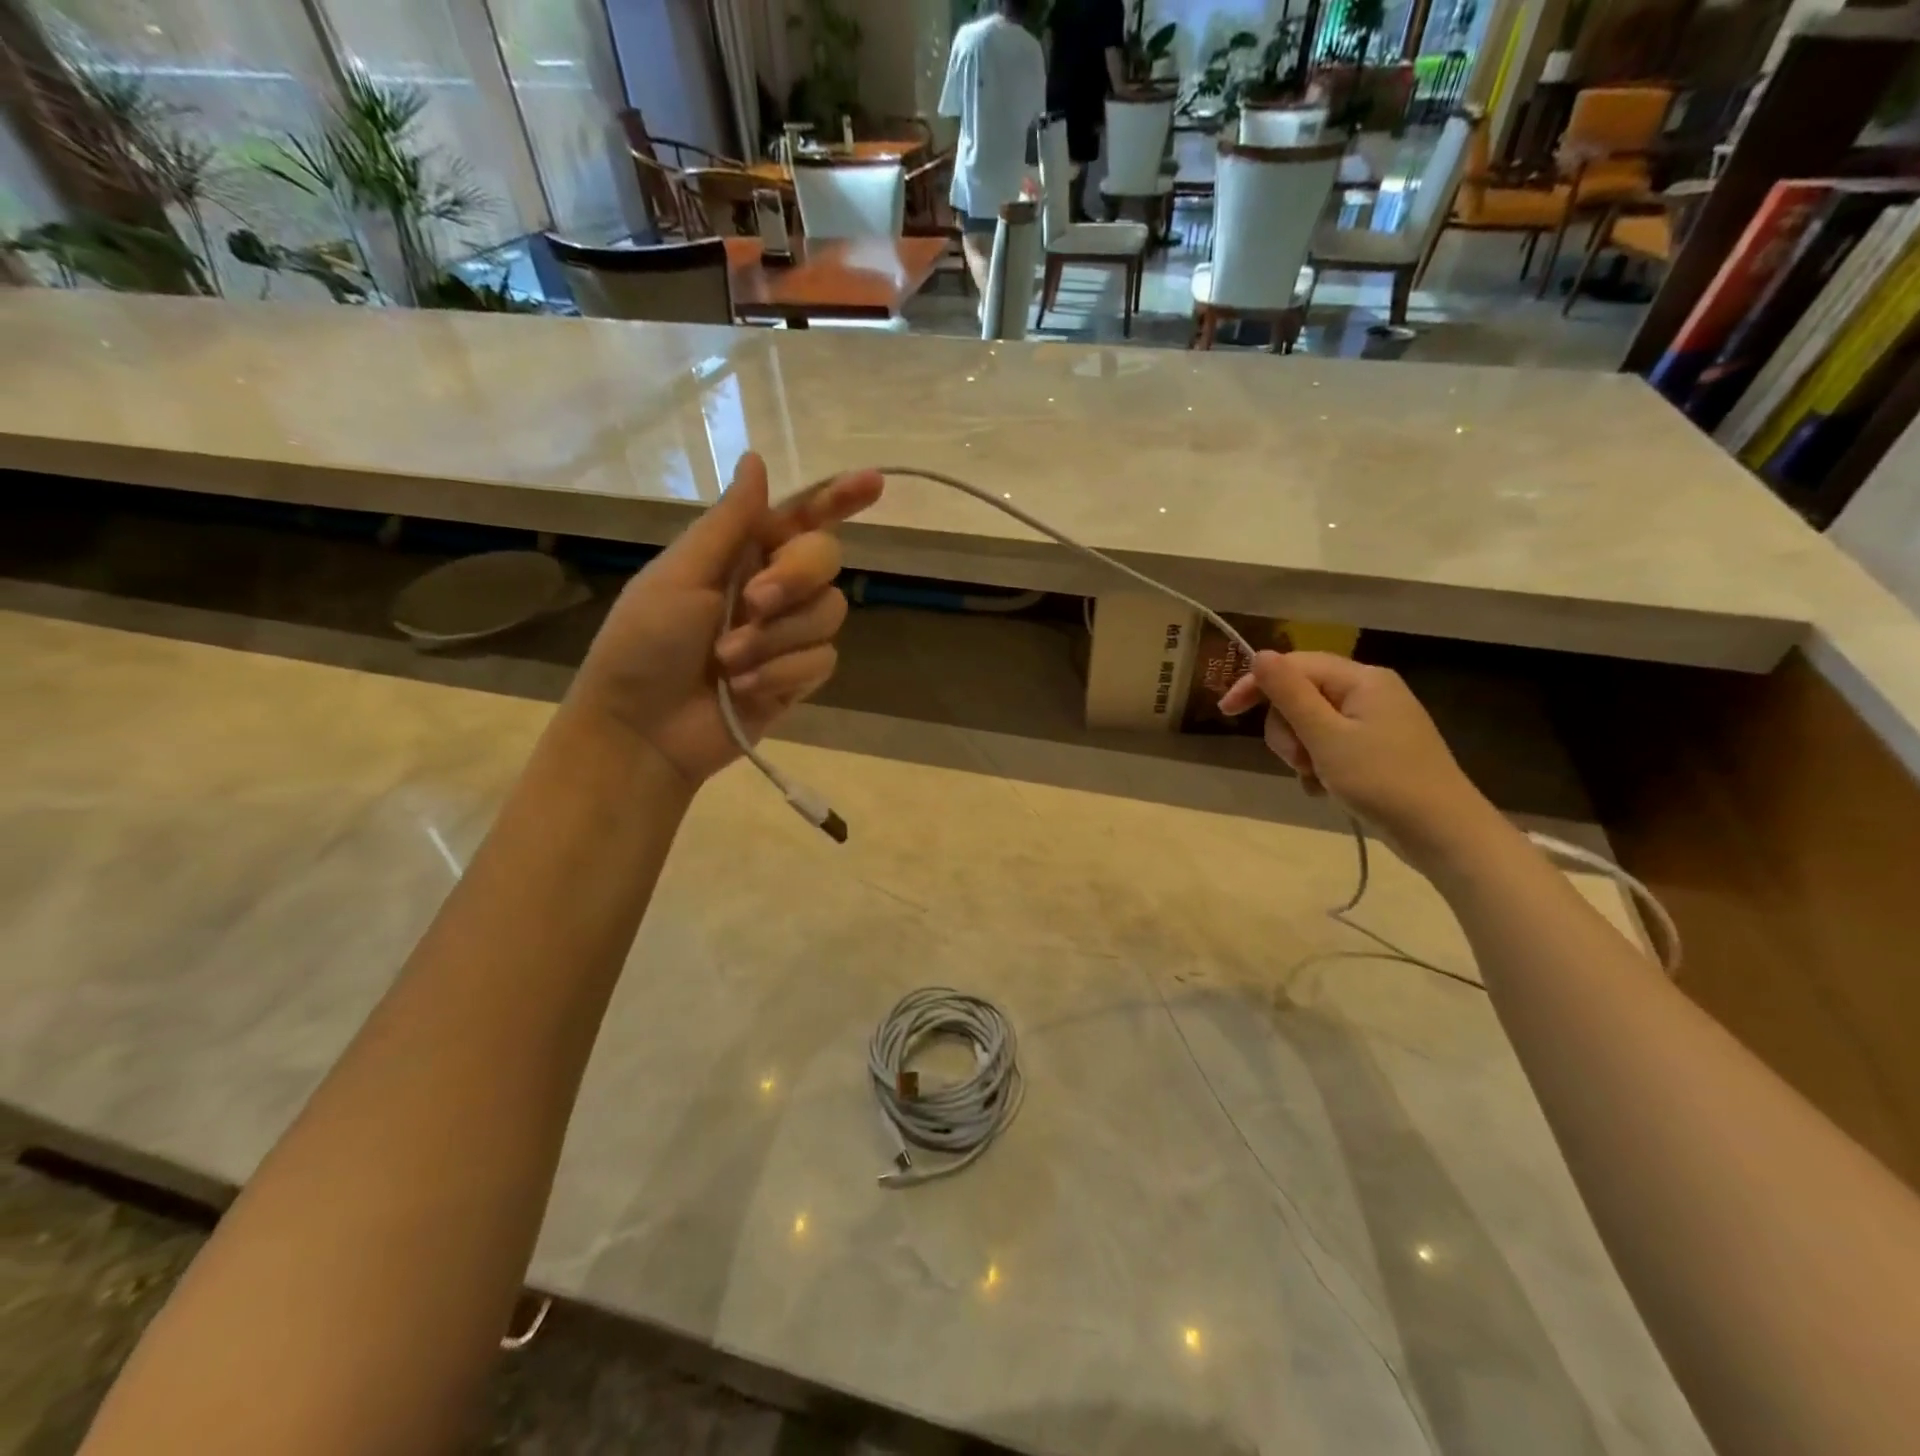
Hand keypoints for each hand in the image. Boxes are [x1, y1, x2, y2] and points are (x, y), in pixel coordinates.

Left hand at [567, 453, 882, 785]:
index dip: (838, 498)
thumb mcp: (679, 576)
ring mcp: (788, 635)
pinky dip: (782, 673)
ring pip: (829, 613)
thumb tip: (758, 459)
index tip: (874, 483)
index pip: (801, 517)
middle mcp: (773, 587)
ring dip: (777, 638)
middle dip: (795, 577)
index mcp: (741, 554)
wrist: (643, 730)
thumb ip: (729, 524)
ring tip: (728, 662)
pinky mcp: (797, 677)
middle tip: (754, 602)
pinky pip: (822, 661)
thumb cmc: (643, 645)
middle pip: (826, 560)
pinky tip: (743, 689)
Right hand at [1218, 651, 1493, 862]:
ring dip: (1300, 751)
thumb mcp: (1326, 737)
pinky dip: (1317, 764)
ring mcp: (1373, 721)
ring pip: (1310, 723)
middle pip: (1301, 695)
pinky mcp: (1375, 749)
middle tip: (1298, 761)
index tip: (1226, 712)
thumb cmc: (1382, 780)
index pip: (1295, 666)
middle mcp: (1369, 692)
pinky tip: (1322, 788)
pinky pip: (1328, 744)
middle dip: (1287, 729)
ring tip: (1313, 778)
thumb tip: (1259, 654)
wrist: (1442, 833)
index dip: (1257, 684)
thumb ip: (1290, 694)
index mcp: (1362, 679)